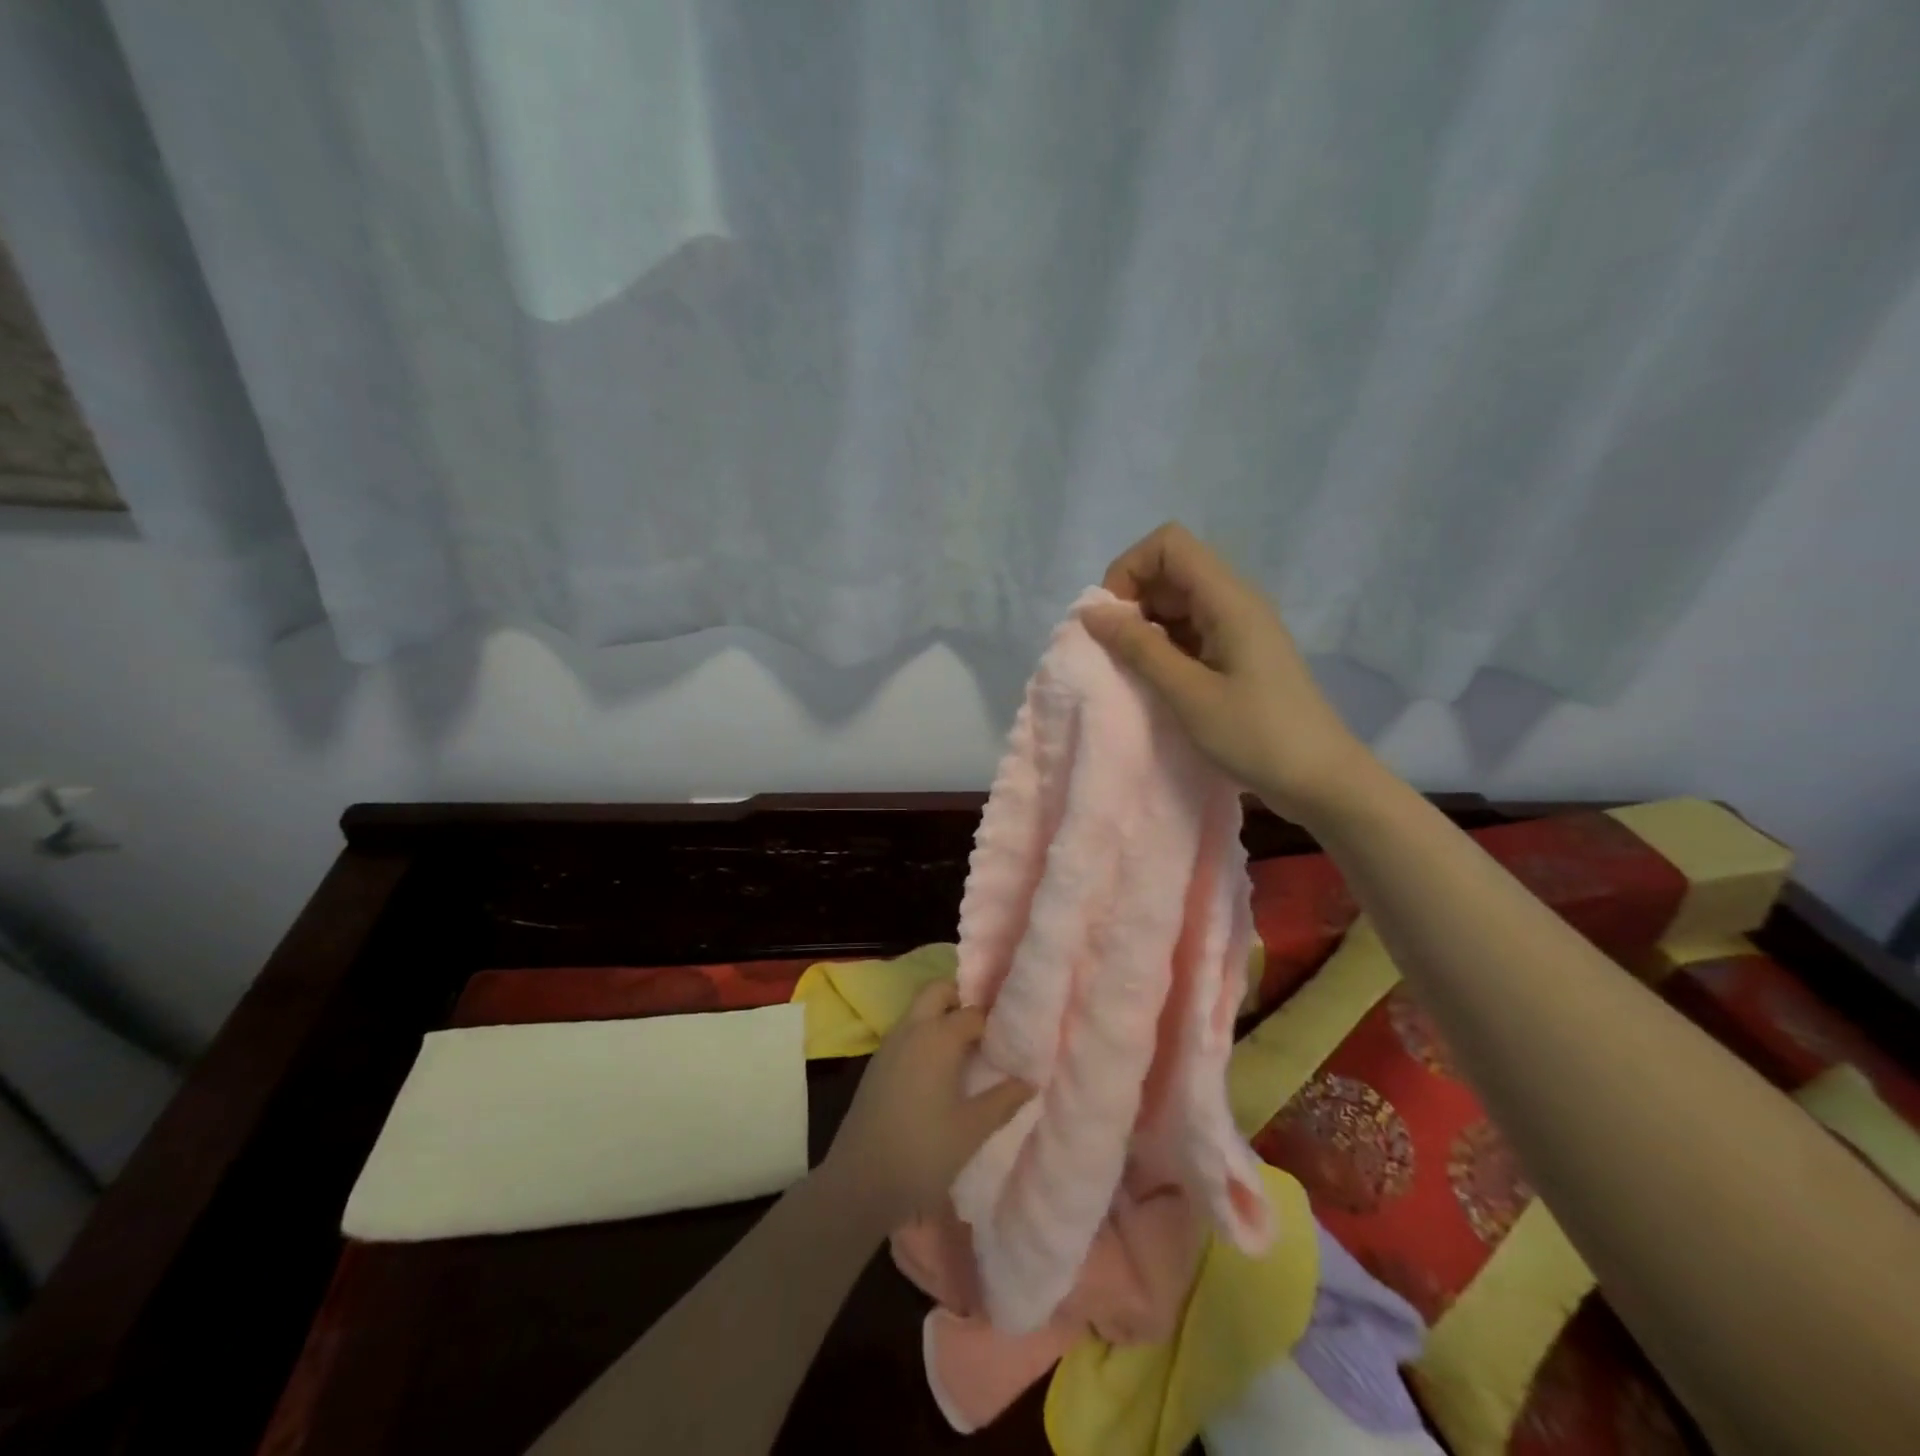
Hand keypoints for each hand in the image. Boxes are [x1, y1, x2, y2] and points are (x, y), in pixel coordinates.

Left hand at [820, 982, 1032, 1231]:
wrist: (859, 1182)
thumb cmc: (923, 1152)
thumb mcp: (972, 1129)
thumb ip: (1004, 1100)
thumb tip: (1030, 1081)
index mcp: (938, 1036)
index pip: (974, 1012)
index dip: (996, 1021)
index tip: (1014, 1035)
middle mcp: (912, 1029)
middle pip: (938, 991)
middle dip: (962, 998)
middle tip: (987, 1028)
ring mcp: (890, 1044)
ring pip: (919, 1009)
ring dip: (942, 1015)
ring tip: (969, 1048)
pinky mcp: (877, 1064)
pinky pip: (906, 1031)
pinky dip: (925, 1034)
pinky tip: (940, 1068)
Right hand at [1082, 521, 1373, 824]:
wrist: (1321, 780)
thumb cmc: (1256, 735)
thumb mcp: (1189, 694)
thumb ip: (1139, 648)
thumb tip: (1091, 611)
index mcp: (1229, 599)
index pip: (1169, 544)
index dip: (1129, 569)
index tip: (1112, 618)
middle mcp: (1235, 601)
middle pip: (1172, 569)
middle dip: (1132, 599)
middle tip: (1115, 651)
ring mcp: (1239, 627)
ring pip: (1178, 601)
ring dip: (1146, 625)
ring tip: (1132, 670)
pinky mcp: (1239, 652)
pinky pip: (1191, 630)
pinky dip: (1164, 645)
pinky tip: (1156, 680)